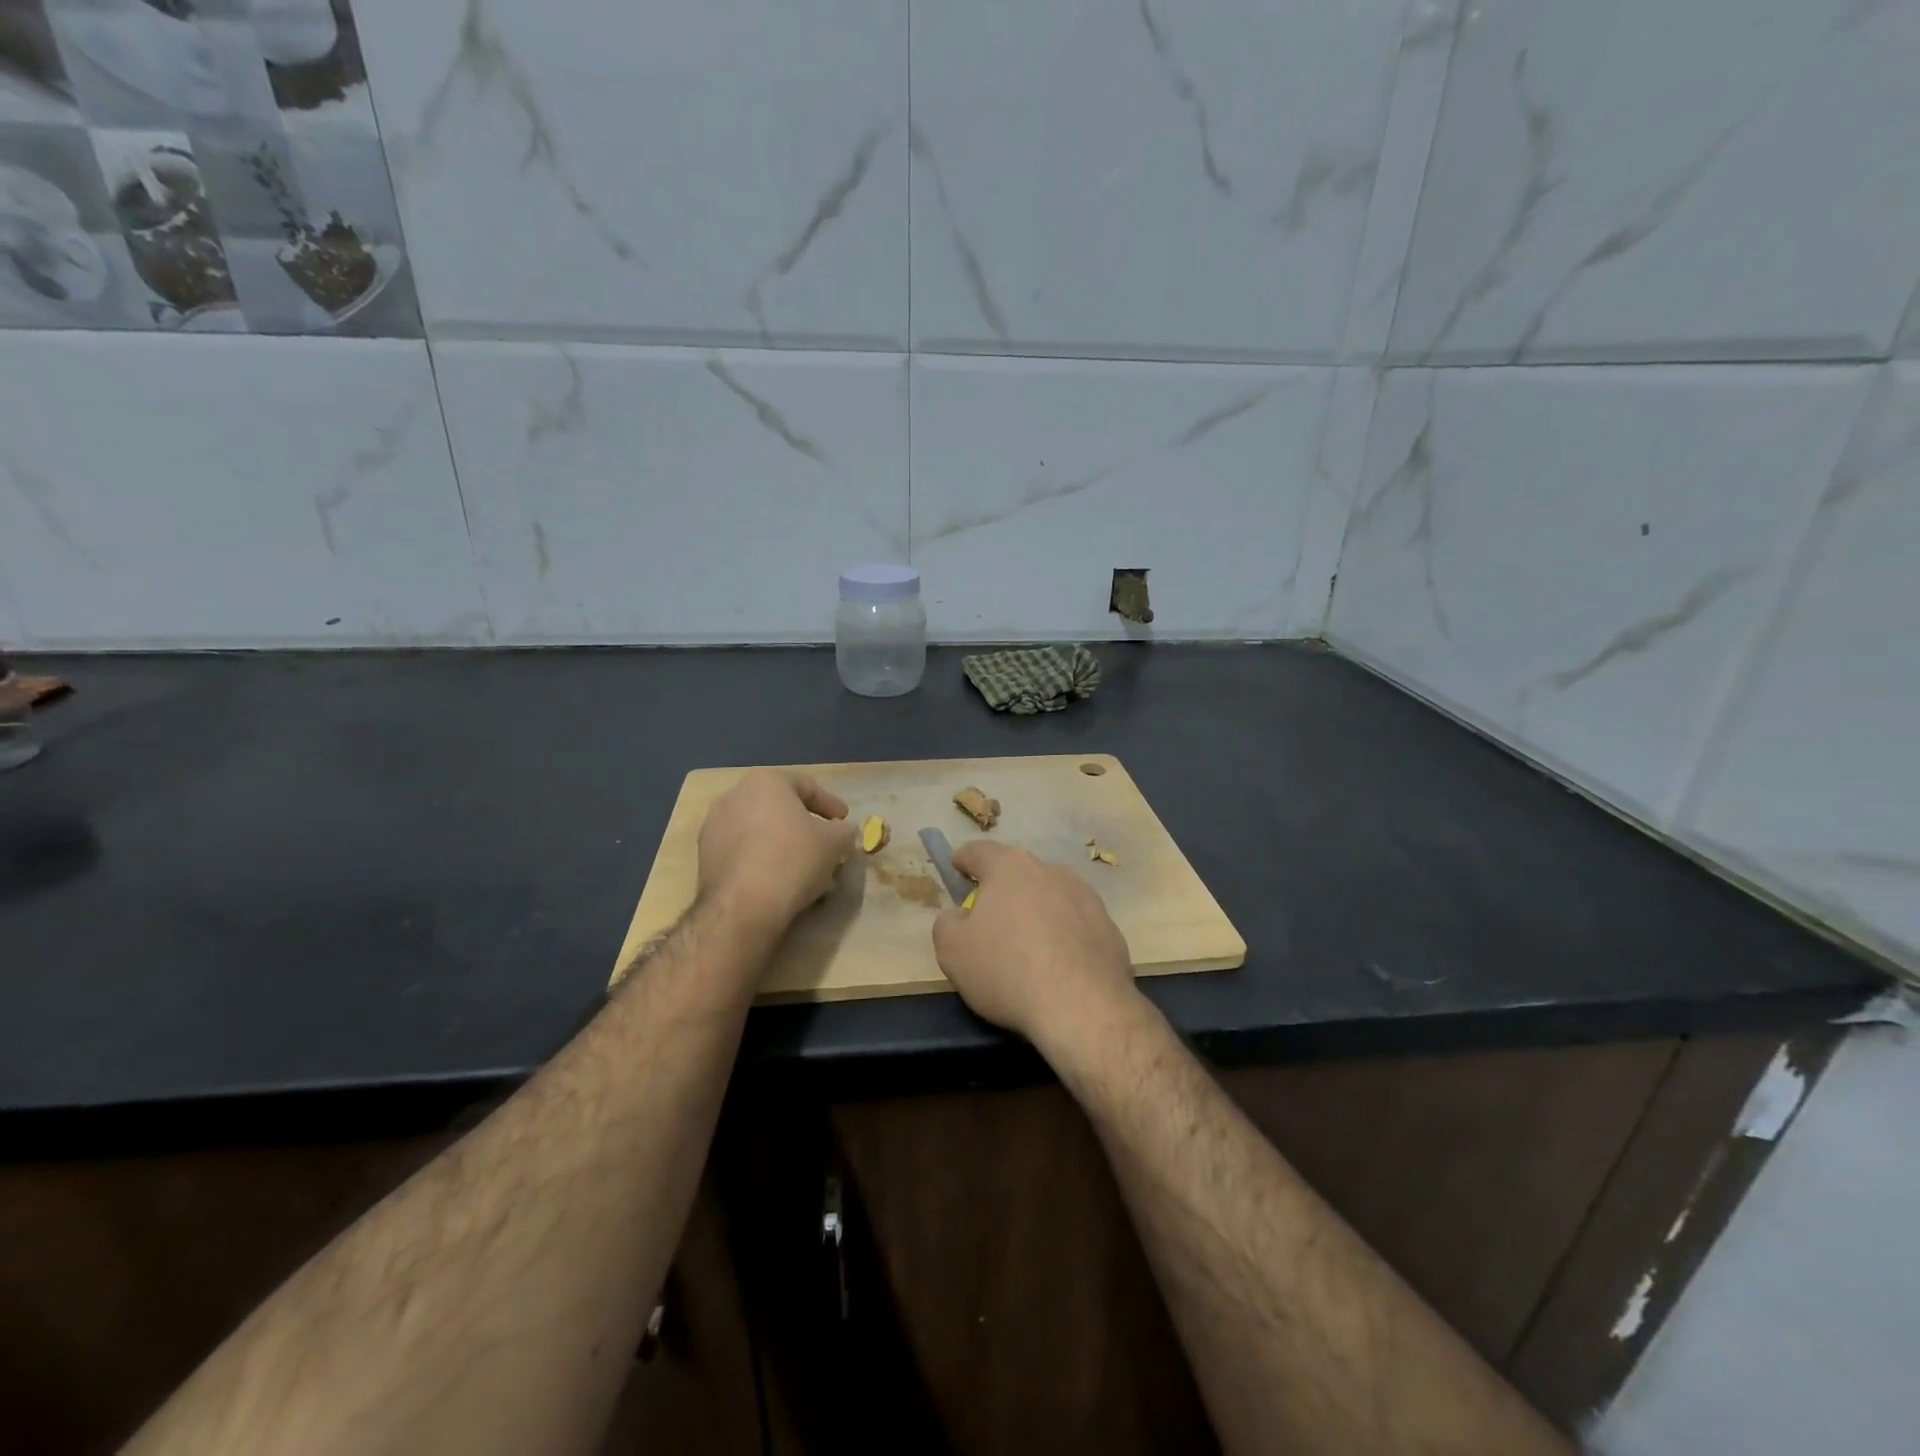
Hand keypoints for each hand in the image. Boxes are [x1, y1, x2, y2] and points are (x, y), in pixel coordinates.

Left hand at [698, 769, 856, 934]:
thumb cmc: (793, 860)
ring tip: (804, 867)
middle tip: (825, 843)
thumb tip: (842, 832)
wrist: (742, 906)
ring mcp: (714, 825)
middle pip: (780, 808)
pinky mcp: (704, 856)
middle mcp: (734, 795)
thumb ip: (843, 831)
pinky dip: (762, 859)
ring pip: (760, 830)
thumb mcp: (834, 843)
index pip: (806, 787)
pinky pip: (743, 850)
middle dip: (804, 825)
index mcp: (765, 782)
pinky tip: (779, 879)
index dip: (830, 805)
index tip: (844, 821)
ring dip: (783, 844)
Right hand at [931, 841, 1137, 1048]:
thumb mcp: (952, 950)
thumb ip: (948, 922)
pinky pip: (1076, 925)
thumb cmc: (1007, 970)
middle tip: (990, 921)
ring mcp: (1085, 897)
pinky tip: (1058, 969)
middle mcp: (1050, 871)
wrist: (1082, 1007)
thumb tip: (960, 915)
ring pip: (1050, 897)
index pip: (978, 852)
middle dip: (1002, 891)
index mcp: (1009, 867)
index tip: (957, 868)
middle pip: (1017, 873)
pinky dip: (1063, 938)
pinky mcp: (1109, 926)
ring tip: (1027, 950)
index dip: (963, 860)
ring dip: (1036, 913)